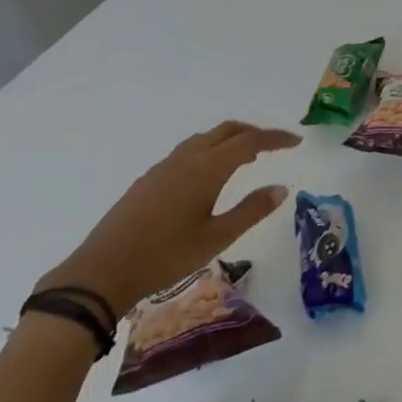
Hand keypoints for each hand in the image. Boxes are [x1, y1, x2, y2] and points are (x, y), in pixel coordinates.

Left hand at [35, 122, 299, 318]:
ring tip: (248, 159)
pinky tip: (210, 175)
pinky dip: (210, 151)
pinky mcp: (150, 178)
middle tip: (275, 147)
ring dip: (230, 140)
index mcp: (206, 168)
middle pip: (226, 131)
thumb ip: (250, 211)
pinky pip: (189, 151)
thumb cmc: (166, 256)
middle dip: (254, 133)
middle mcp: (186, 158)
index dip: (275, 138)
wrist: (104, 269)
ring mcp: (164, 166)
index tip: (296, 142)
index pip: (249, 142)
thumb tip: (281, 188)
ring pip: (205, 139)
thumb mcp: (216, 238)